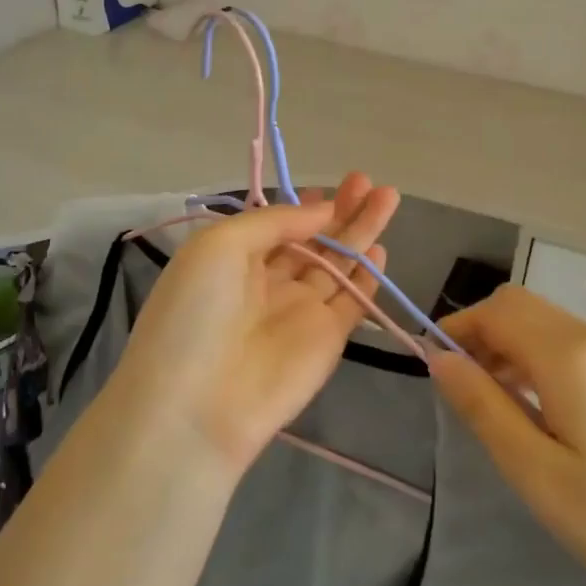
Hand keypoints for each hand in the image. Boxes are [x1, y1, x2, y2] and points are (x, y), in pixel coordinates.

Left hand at [115, 173, 400, 476]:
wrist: (197, 404)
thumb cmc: (196, 311)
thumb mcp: (220, 245)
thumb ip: (274, 222)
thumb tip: (321, 211)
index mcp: (234, 259)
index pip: (278, 226)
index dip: (306, 206)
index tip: (334, 185)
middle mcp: (268, 283)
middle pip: (313, 240)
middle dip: (342, 210)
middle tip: (369, 181)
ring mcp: (299, 312)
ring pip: (337, 264)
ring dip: (361, 232)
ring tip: (388, 196)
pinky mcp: (327, 340)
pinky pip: (352, 302)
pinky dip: (368, 278)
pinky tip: (382, 249)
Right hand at [429, 284, 585, 585]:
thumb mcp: (536, 472)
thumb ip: (484, 407)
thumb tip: (439, 358)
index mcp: (567, 356)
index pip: (495, 311)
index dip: (456, 327)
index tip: (431, 365)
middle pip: (517, 305)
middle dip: (478, 331)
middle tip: (460, 385)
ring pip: (539, 320)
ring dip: (503, 342)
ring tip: (488, 398)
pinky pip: (562, 340)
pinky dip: (531, 354)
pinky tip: (529, 403)